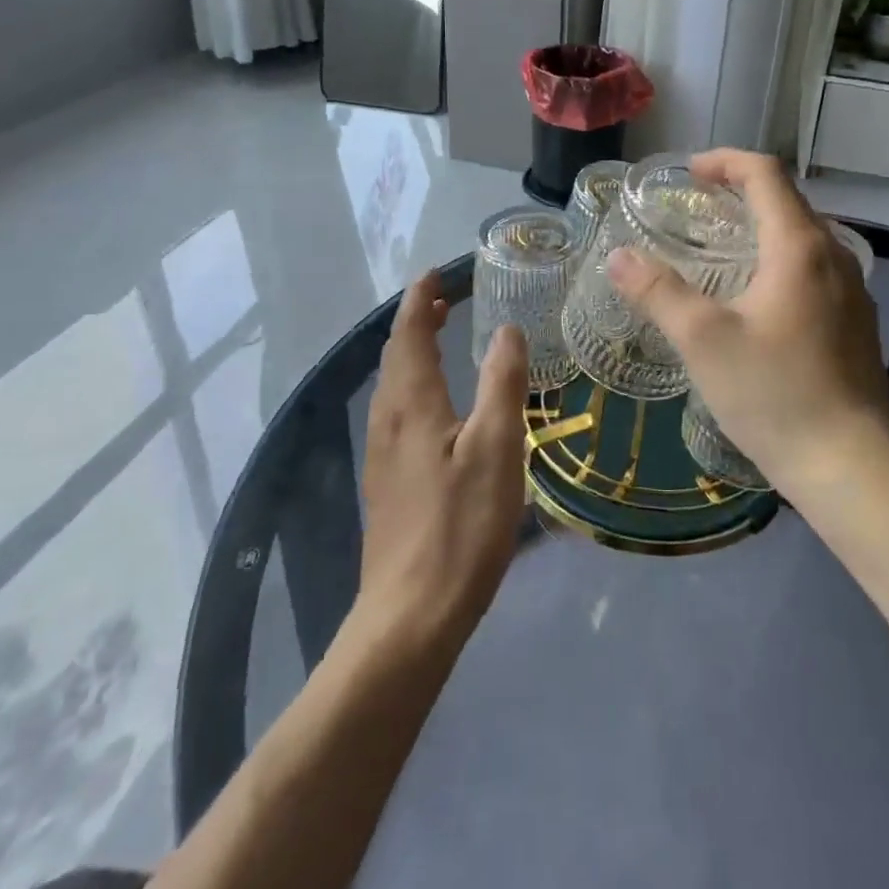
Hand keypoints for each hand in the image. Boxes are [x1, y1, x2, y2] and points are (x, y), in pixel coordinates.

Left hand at [353, 272, 529, 653]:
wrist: (410, 616)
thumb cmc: (460, 526)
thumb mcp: (496, 449)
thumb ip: (502, 384)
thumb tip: (506, 329)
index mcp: (411, 404)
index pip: (409, 334)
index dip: (420, 300)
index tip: (434, 273)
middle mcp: (388, 420)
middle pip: (396, 356)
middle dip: (416, 322)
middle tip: (443, 300)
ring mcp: (382, 455)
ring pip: (394, 386)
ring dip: (414, 353)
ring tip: (440, 340)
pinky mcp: (387, 483)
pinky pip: (397, 412)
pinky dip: (415, 385)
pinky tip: (436, 405)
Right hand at [607, 149, 888, 494]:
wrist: (852, 468)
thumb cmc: (776, 395)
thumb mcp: (704, 341)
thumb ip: (658, 292)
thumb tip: (618, 256)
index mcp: (800, 247)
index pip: (766, 174)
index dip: (725, 161)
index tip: (689, 173)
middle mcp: (834, 257)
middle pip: (787, 201)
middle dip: (740, 192)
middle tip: (696, 209)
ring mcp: (852, 291)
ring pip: (803, 237)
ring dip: (761, 228)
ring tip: (719, 251)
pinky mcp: (856, 323)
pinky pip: (814, 269)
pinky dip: (779, 260)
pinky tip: (755, 299)